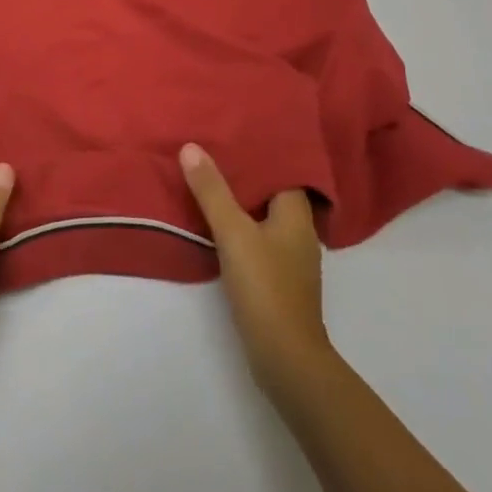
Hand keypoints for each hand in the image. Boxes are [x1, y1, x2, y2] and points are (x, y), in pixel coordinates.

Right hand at [181, 144, 332, 392]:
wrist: (286, 360)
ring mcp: (291, 258)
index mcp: (297, 213)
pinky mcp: (279, 280)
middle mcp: (300, 231)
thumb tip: (191, 147)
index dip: (260, 151)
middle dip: (245, 174)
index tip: (233, 132)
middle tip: (213, 149)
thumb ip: (212, 191)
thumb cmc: (266, 287)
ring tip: (210, 180)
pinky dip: (241, 227)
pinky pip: (259, 239)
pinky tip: (218, 224)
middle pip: (271, 191)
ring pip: (264, 216)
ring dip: (241, 201)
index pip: (282, 169)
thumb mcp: (233, 233)